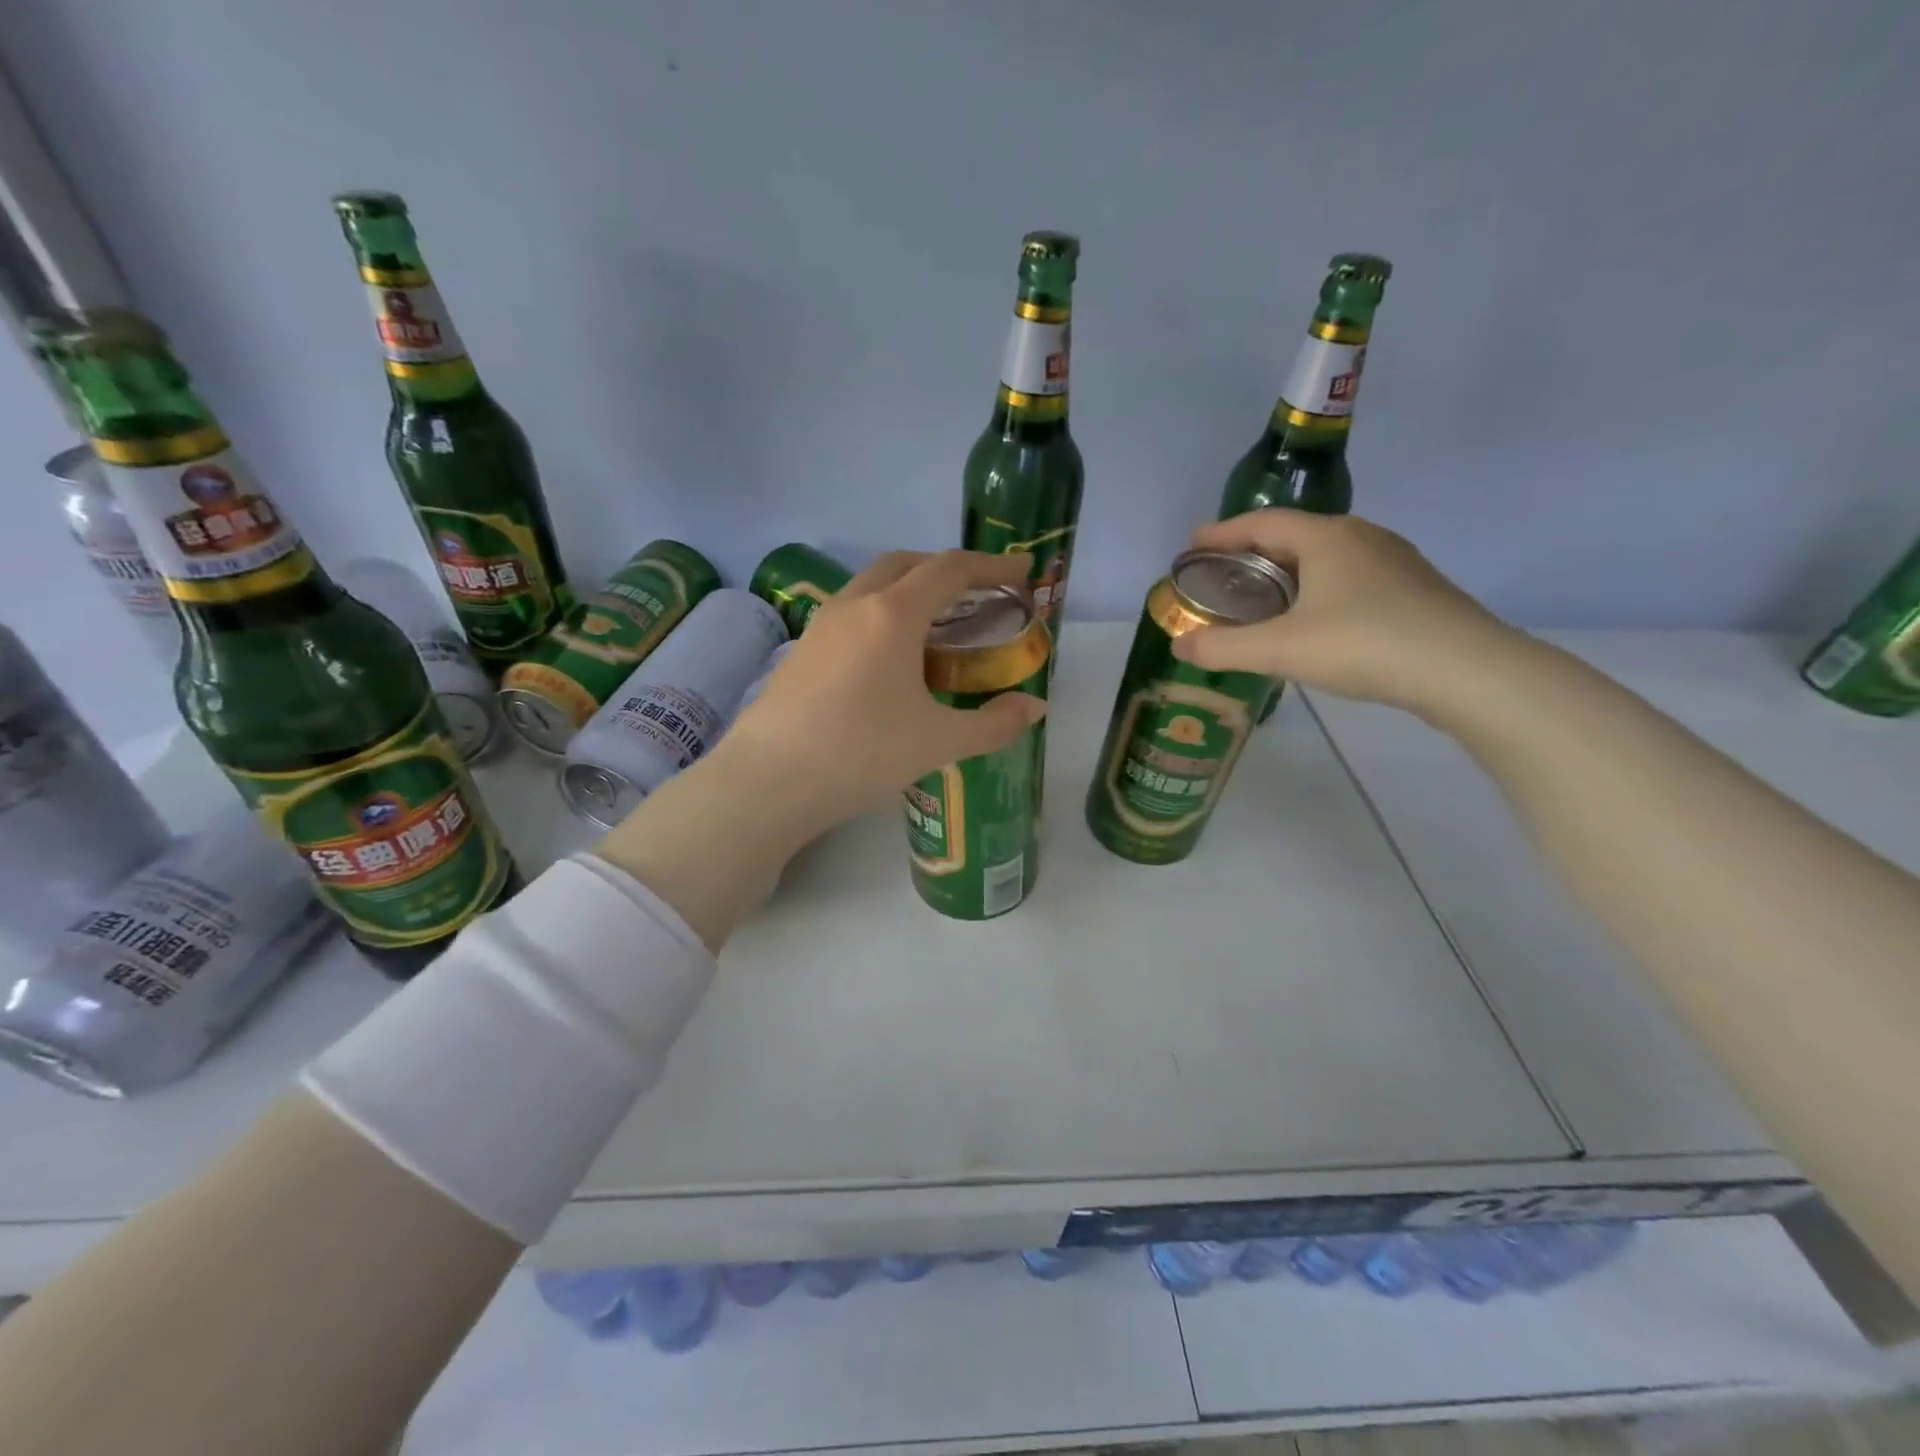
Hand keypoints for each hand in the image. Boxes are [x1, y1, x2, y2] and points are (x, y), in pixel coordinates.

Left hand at [719, 549, 1047, 833]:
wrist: (769, 781)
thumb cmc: (862, 754)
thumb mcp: (939, 742)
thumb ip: (994, 724)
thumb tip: (1034, 709)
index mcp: (893, 615)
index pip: (950, 570)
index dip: (992, 565)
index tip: (1022, 570)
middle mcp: (854, 605)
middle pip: (907, 563)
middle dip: (948, 569)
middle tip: (978, 594)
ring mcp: (821, 625)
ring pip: (872, 583)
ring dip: (910, 587)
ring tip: (937, 623)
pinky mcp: (801, 649)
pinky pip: (852, 610)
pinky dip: (883, 612)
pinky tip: (890, 655)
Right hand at [1172, 510, 1519, 715]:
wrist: (1466, 670)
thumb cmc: (1365, 644)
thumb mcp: (1281, 649)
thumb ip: (1224, 647)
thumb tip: (1180, 646)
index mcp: (1326, 538)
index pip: (1262, 523)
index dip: (1223, 532)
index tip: (1193, 543)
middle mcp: (1361, 537)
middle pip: (1295, 534)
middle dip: (1253, 551)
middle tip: (1223, 572)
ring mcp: (1394, 562)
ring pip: (1326, 556)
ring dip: (1288, 570)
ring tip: (1264, 594)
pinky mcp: (1414, 589)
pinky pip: (1350, 576)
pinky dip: (1318, 587)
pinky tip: (1315, 616)